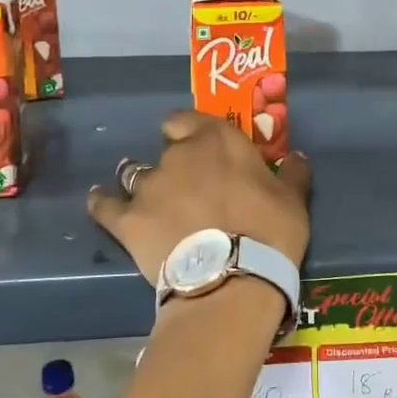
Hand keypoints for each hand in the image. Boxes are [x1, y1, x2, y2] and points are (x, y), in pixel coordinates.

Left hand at [88, 112, 311, 291]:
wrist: (233, 278)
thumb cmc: (269, 231)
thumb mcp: (293, 200)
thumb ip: (293, 173)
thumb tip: (296, 156)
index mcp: (215, 140)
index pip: (185, 119)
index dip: (188, 130)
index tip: (197, 145)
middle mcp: (177, 155)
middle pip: (165, 150)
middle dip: (174, 165)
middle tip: (188, 189)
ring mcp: (148, 188)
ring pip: (134, 174)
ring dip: (142, 184)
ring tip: (150, 201)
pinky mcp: (127, 221)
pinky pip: (105, 206)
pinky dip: (102, 203)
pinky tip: (99, 203)